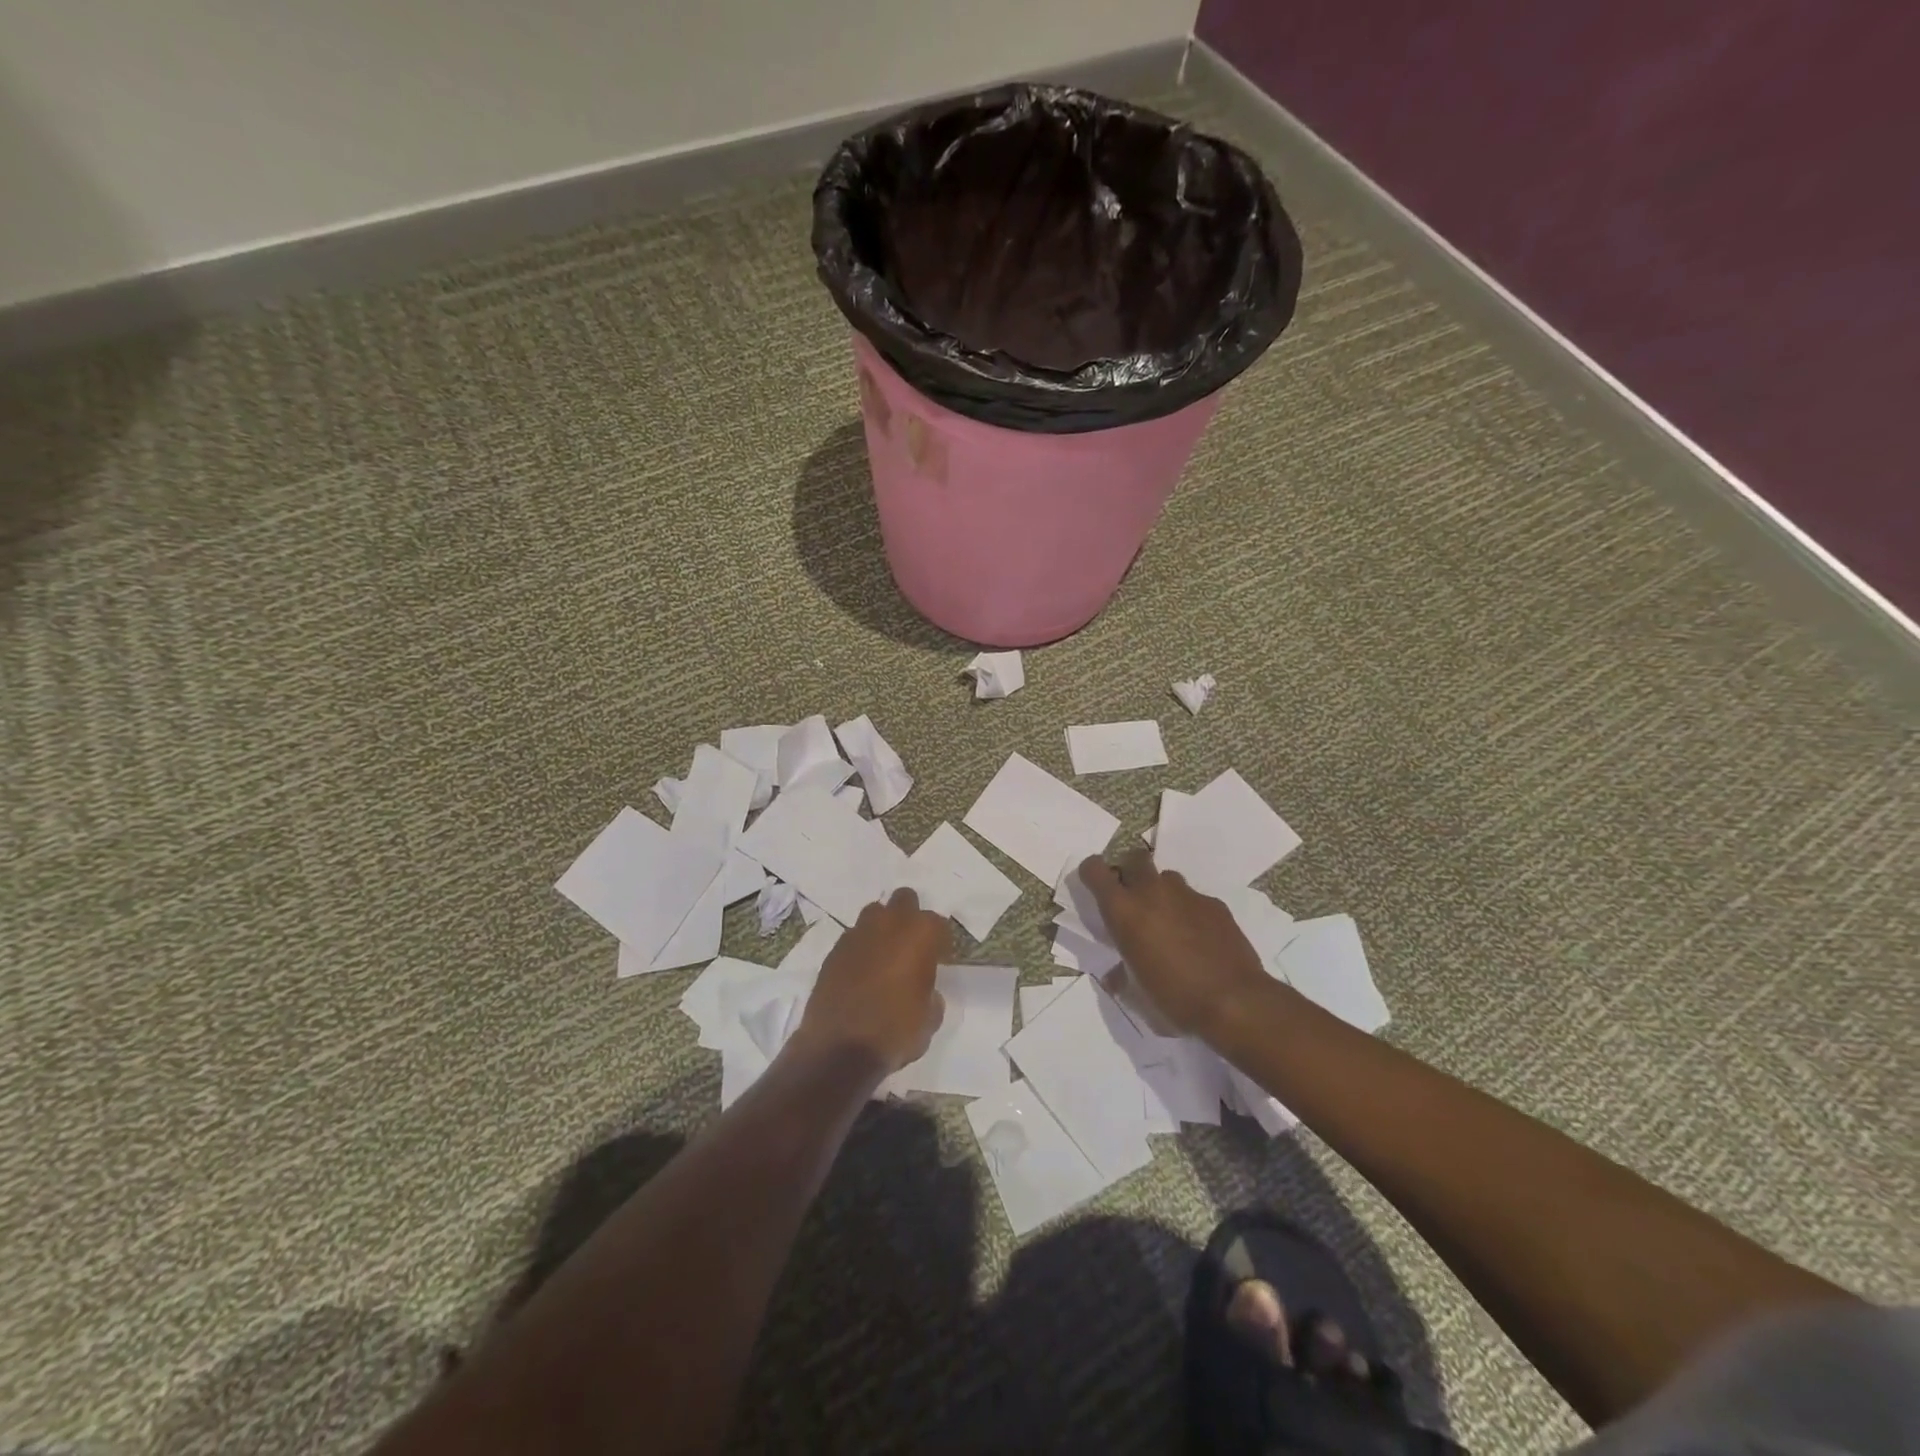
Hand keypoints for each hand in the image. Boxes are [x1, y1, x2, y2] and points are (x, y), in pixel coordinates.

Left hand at [793, 888, 948, 1074]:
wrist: (839, 1049)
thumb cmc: (896, 1031)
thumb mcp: (930, 1019)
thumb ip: (931, 995)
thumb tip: (926, 992)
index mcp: (919, 934)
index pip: (939, 924)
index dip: (942, 942)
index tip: (941, 959)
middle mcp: (888, 924)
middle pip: (905, 900)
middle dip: (911, 917)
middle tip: (913, 946)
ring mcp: (857, 934)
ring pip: (874, 914)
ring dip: (883, 928)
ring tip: (885, 956)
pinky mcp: (833, 951)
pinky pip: (853, 939)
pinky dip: (861, 949)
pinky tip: (862, 973)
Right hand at [1077, 850, 1274, 1041]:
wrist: (1234, 1001)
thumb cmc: (1174, 998)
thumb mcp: (1136, 992)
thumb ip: (1121, 975)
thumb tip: (1115, 976)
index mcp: (1124, 911)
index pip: (1095, 870)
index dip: (1092, 873)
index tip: (1096, 888)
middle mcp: (1152, 892)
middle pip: (1135, 858)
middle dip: (1130, 872)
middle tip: (1134, 899)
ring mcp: (1187, 895)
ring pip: (1167, 878)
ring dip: (1162, 892)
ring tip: (1169, 922)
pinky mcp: (1215, 904)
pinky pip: (1195, 899)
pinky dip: (1191, 912)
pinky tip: (1200, 939)